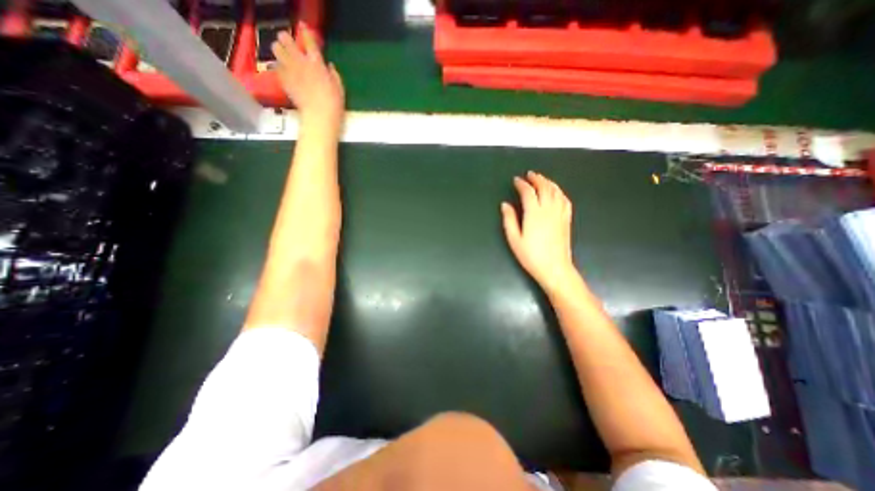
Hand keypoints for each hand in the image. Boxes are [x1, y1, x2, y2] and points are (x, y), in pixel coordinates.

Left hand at [272, 24, 342, 129]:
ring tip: (282, 54)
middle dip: (286, 39)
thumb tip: (329, 66)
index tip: (303, 28)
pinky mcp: (283, 80)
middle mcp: (301, 62)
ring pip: (276, 49)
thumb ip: (334, 75)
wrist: (319, 116)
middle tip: (289, 44)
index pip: (309, 41)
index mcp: (317, 63)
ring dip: (279, 50)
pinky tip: (283, 71)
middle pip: (285, 39)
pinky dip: (278, 67)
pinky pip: (276, 67)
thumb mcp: (340, 89)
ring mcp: (290, 70)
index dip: (306, 33)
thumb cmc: (333, 104)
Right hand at [503, 171, 578, 292]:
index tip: (516, 180)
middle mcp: (548, 209)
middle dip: (536, 178)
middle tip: (529, 174)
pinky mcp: (566, 219)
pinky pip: (565, 200)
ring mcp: (559, 214)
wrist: (555, 268)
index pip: (528, 192)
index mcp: (534, 213)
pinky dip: (559, 192)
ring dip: (548, 182)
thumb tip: (505, 204)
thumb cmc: (531, 255)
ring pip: (556, 191)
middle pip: (544, 187)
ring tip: (541, 179)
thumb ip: (509, 220)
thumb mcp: (514, 239)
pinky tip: (556, 191)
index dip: (522, 184)